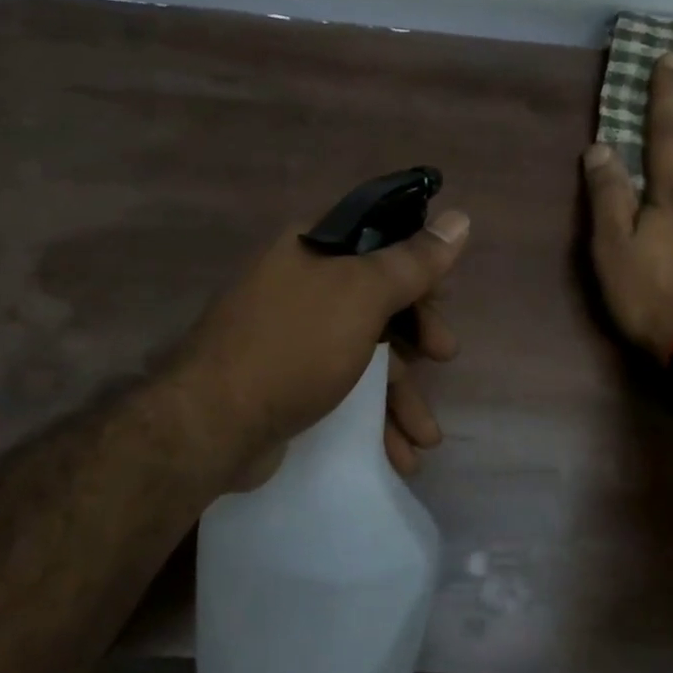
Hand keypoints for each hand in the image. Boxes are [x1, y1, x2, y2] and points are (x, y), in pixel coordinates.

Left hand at [171, 207, 471, 485]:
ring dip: (401, 394)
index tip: (443, 299)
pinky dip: (373, 417)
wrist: (212, 423)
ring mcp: (291, 335)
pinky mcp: (286, 381)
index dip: (418, 267)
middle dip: (417, 336)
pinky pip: (342, 388)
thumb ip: (412, 261)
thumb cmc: (294, 345)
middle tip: (444, 356)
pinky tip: (398, 453)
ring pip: (364, 352)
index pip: (380, 241)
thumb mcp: (361, 295)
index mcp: (313, 249)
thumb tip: (460, 218)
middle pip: (377, 300)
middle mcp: (300, 284)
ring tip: (426, 438)